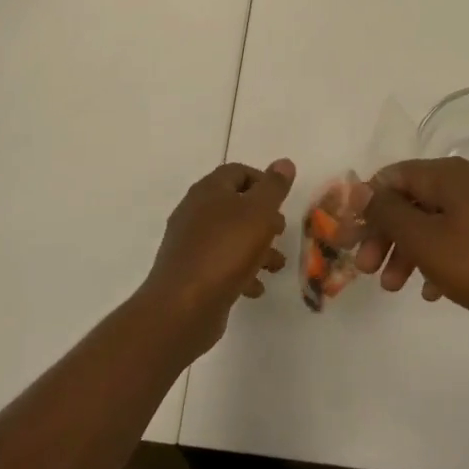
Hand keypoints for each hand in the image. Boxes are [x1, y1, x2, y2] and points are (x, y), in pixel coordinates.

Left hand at [144, 159, 294, 354]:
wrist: (183, 306)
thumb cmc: (226, 250)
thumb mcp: (259, 212)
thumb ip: (273, 187)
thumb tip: (284, 162)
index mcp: (209, 191)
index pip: (237, 172)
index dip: (263, 181)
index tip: (282, 201)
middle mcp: (194, 212)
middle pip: (234, 205)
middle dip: (262, 218)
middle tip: (280, 232)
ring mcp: (189, 243)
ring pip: (229, 237)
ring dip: (256, 248)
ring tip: (276, 266)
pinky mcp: (189, 273)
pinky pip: (219, 264)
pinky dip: (240, 272)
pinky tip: (255, 287)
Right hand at [357, 157, 468, 336]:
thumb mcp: (425, 240)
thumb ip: (388, 213)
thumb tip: (359, 189)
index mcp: (449, 174)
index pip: (393, 176)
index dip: (367, 206)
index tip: (352, 240)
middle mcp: (468, 181)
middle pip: (412, 199)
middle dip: (386, 234)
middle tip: (367, 270)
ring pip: (433, 221)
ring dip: (408, 250)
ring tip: (395, 287)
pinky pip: (457, 237)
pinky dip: (438, 258)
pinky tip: (431, 291)